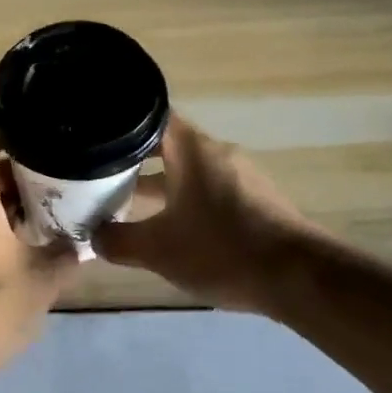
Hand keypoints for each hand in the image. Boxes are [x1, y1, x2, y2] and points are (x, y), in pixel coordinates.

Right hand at [93, 116, 319, 311]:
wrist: (298, 277)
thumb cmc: (220, 249)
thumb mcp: (158, 250)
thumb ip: (118, 241)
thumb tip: (93, 235)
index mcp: (191, 148)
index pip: (150, 116)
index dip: (121, 122)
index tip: (96, 136)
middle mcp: (216, 151)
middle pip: (168, 143)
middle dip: (135, 159)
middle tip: (102, 173)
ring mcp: (240, 174)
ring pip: (189, 169)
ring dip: (162, 182)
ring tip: (130, 202)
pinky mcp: (257, 199)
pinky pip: (211, 188)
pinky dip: (188, 199)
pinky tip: (175, 226)